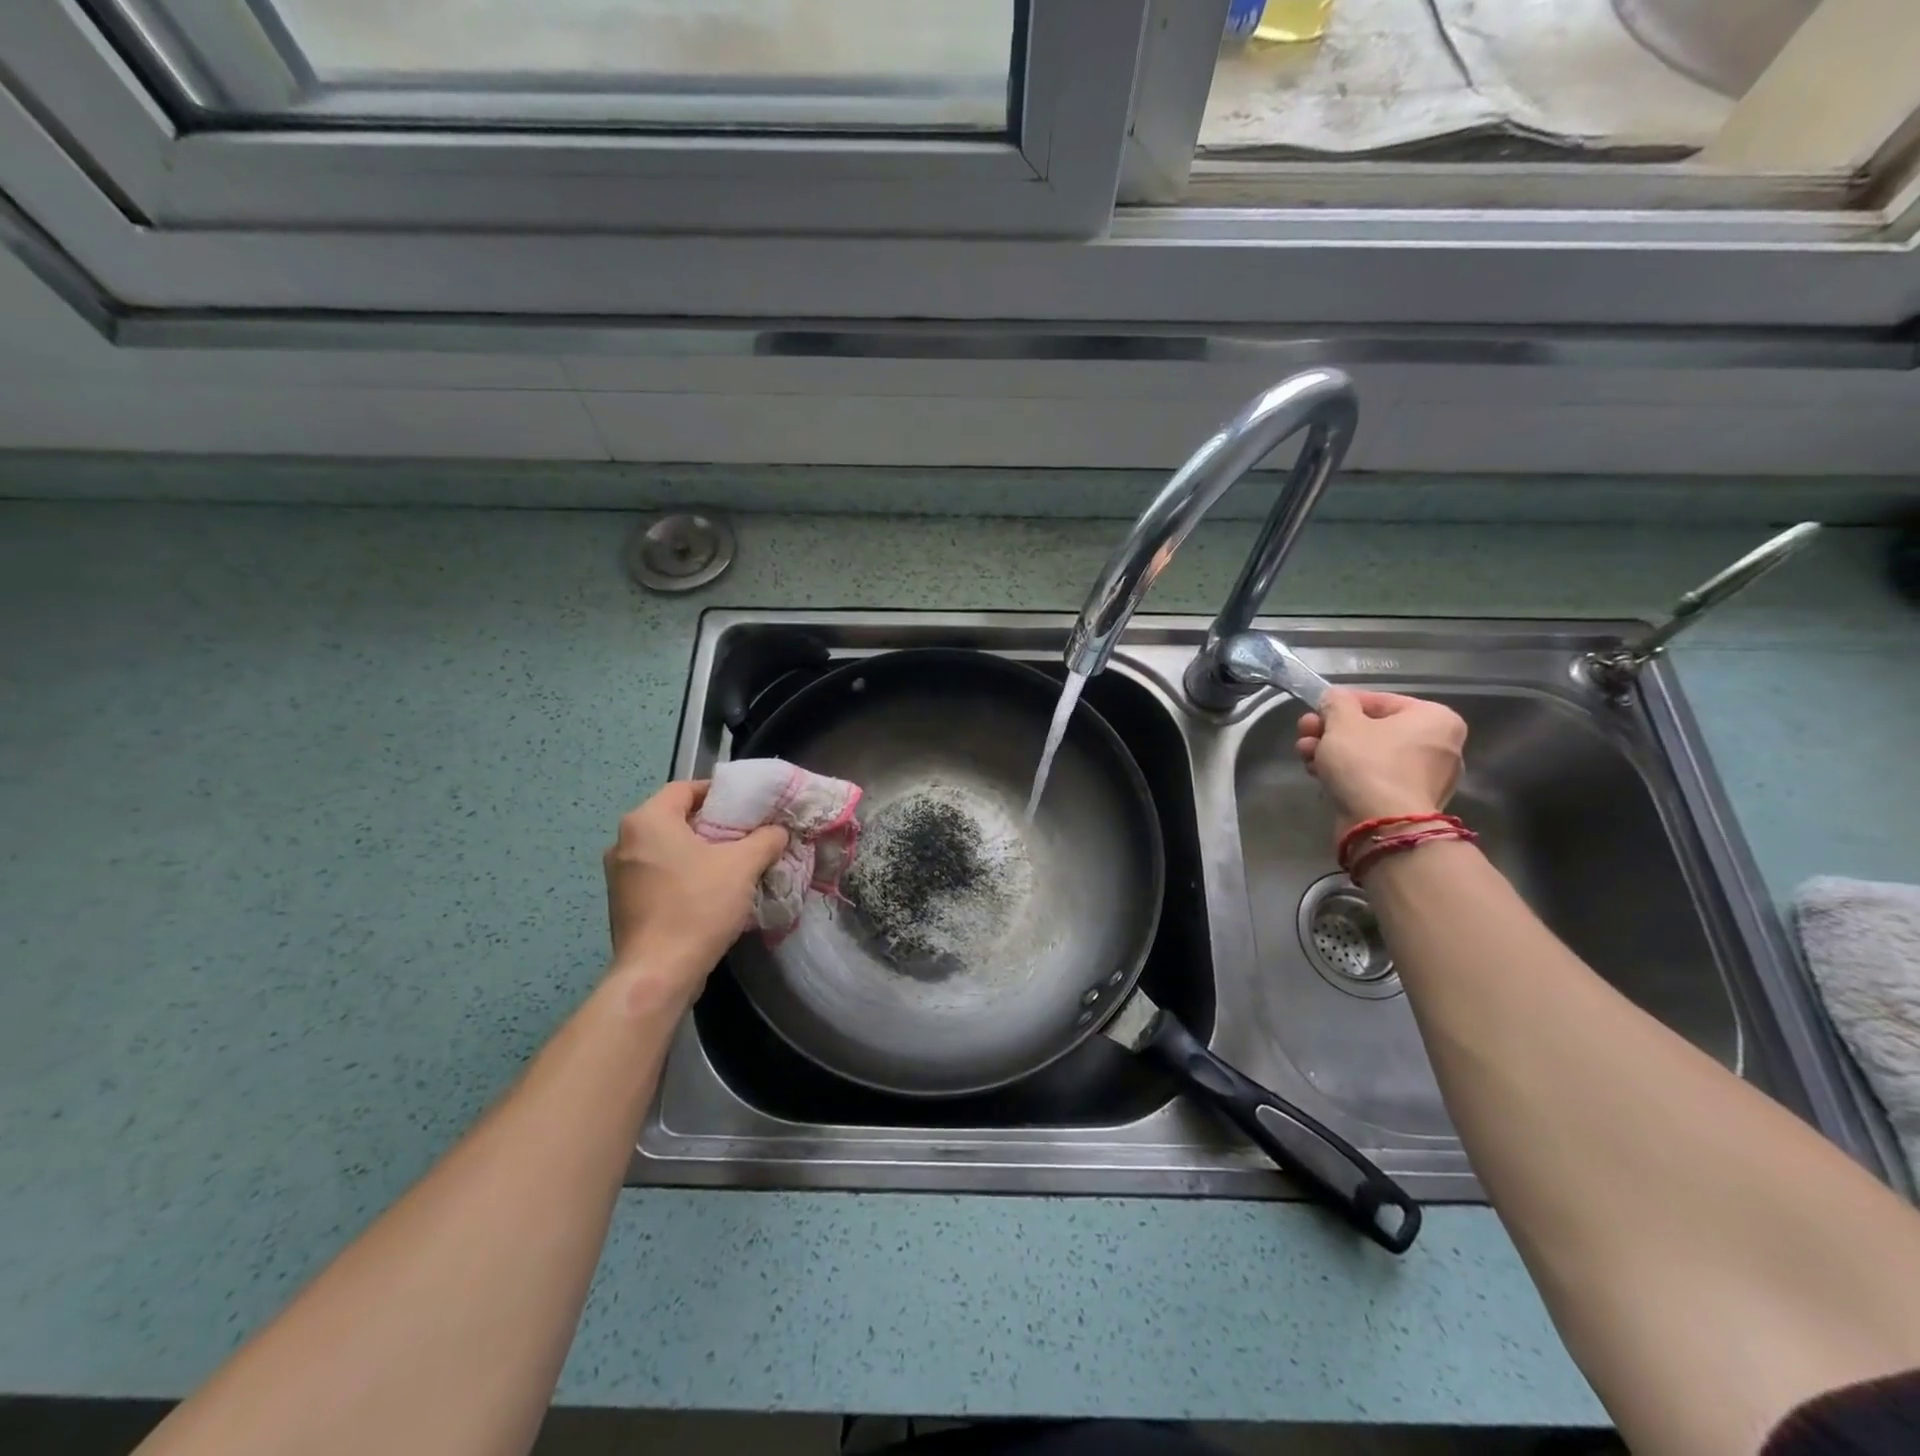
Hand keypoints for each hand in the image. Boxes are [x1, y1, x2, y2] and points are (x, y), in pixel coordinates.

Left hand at [602, 782, 787, 999]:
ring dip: (699, 852)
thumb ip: (765, 839)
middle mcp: (624, 841)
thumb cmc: (697, 906)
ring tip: (733, 864)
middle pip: (675, 819)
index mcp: (646, 821)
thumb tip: (777, 831)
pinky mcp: (623, 904)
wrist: (658, 973)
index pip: (685, 788)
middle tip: (746, 834)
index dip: (719, 792)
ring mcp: (619, 875)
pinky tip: (711, 892)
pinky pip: (659, 875)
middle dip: (712, 824)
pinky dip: (684, 875)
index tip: (748, 805)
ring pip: (667, 849)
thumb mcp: (743, 865)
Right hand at [1294, 689, 1467, 834]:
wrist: (1381, 826)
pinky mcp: (1406, 802)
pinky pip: (1373, 778)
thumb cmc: (1367, 763)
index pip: (1379, 700)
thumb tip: (1335, 700)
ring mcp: (1424, 777)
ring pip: (1369, 755)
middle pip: (1372, 729)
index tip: (1315, 713)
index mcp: (1435, 718)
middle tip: (1304, 734)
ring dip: (1332, 752)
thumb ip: (1336, 703)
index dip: (1340, 705)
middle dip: (1331, 731)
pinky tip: (1318, 774)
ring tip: (1305, 756)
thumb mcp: (1342, 722)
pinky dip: (1347, 774)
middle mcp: (1439, 745)